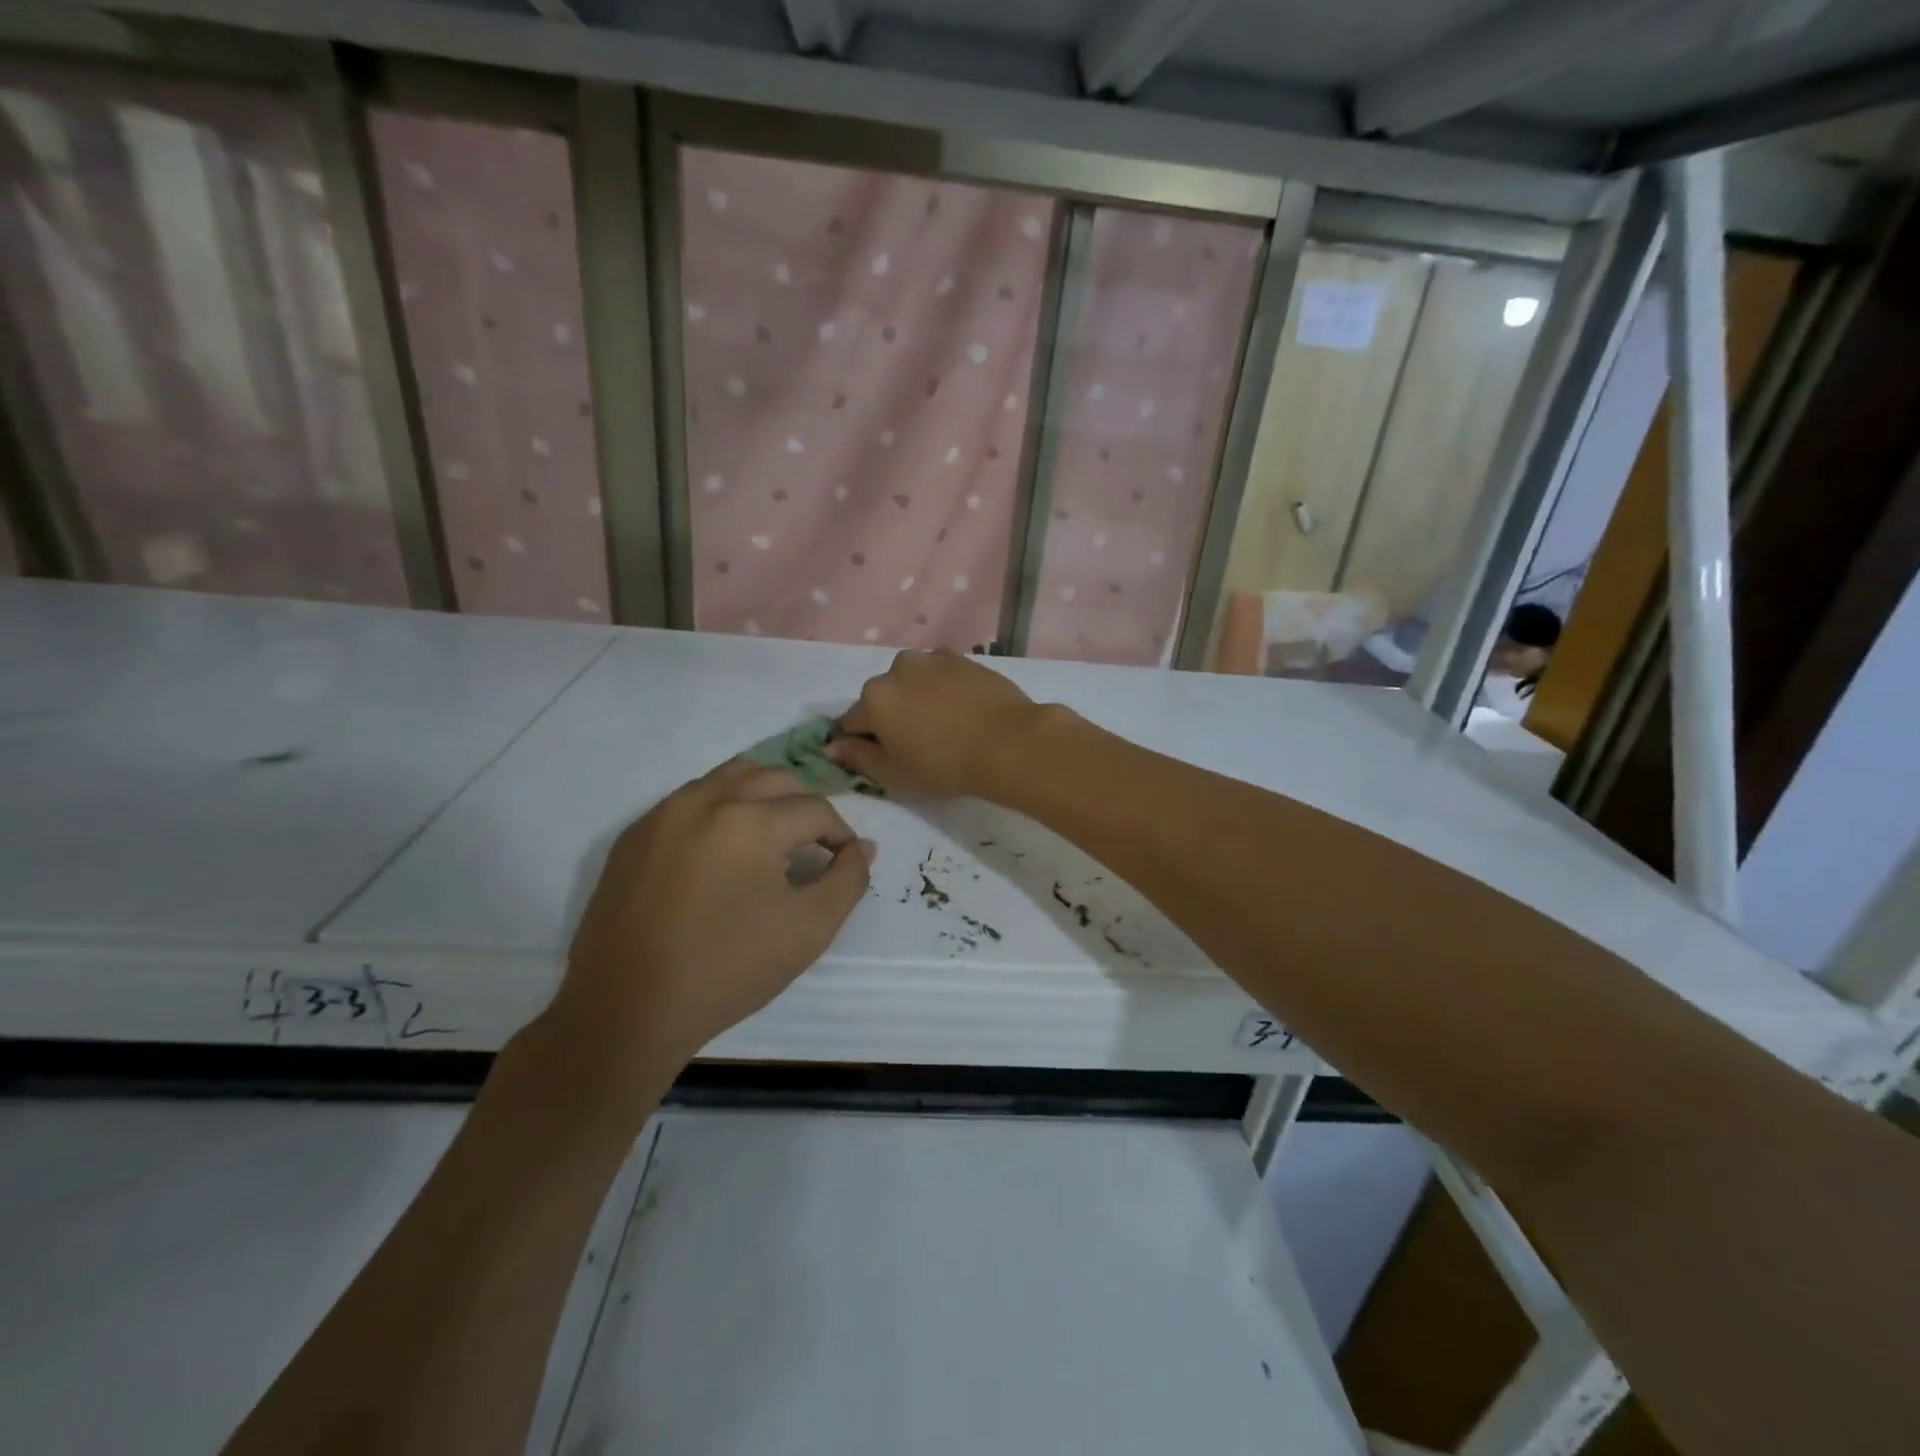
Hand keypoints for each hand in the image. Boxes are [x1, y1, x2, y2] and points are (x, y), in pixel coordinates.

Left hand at [549, 760, 870, 1097]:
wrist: (627, 1010)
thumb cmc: (728, 969)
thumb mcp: (809, 930)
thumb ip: (848, 880)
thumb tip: (862, 848)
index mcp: (750, 820)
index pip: (815, 809)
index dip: (840, 833)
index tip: (845, 860)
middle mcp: (705, 800)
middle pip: (774, 779)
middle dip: (805, 806)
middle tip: (815, 844)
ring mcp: (663, 813)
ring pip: (729, 778)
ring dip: (763, 796)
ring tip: (773, 836)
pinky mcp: (634, 835)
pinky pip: (689, 800)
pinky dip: (720, 809)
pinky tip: (723, 851)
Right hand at [830, 649, 1048, 800]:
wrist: (1009, 742)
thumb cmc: (944, 765)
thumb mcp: (893, 774)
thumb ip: (858, 757)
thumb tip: (832, 746)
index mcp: (874, 697)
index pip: (851, 722)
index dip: (862, 743)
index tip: (884, 759)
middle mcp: (898, 668)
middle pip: (883, 697)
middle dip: (891, 717)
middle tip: (918, 745)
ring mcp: (934, 659)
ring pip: (913, 683)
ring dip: (918, 700)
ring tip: (944, 727)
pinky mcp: (964, 659)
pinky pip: (942, 677)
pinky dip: (944, 691)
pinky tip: (963, 712)